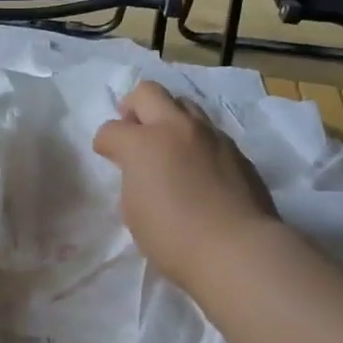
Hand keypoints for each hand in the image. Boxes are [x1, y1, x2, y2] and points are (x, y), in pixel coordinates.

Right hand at [93, 80, 277, 291]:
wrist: (238, 250)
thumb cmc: (174, 237)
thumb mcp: (134, 212)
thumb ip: (133, 180)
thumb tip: (142, 172)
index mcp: (143, 143)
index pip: (111, 129)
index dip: (105, 143)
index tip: (107, 155)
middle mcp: (176, 128)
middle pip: (148, 92)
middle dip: (134, 107)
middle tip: (134, 130)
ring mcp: (210, 135)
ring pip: (184, 104)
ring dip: (169, 117)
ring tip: (168, 145)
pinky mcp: (236, 150)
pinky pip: (209, 131)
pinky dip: (195, 140)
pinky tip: (198, 167)